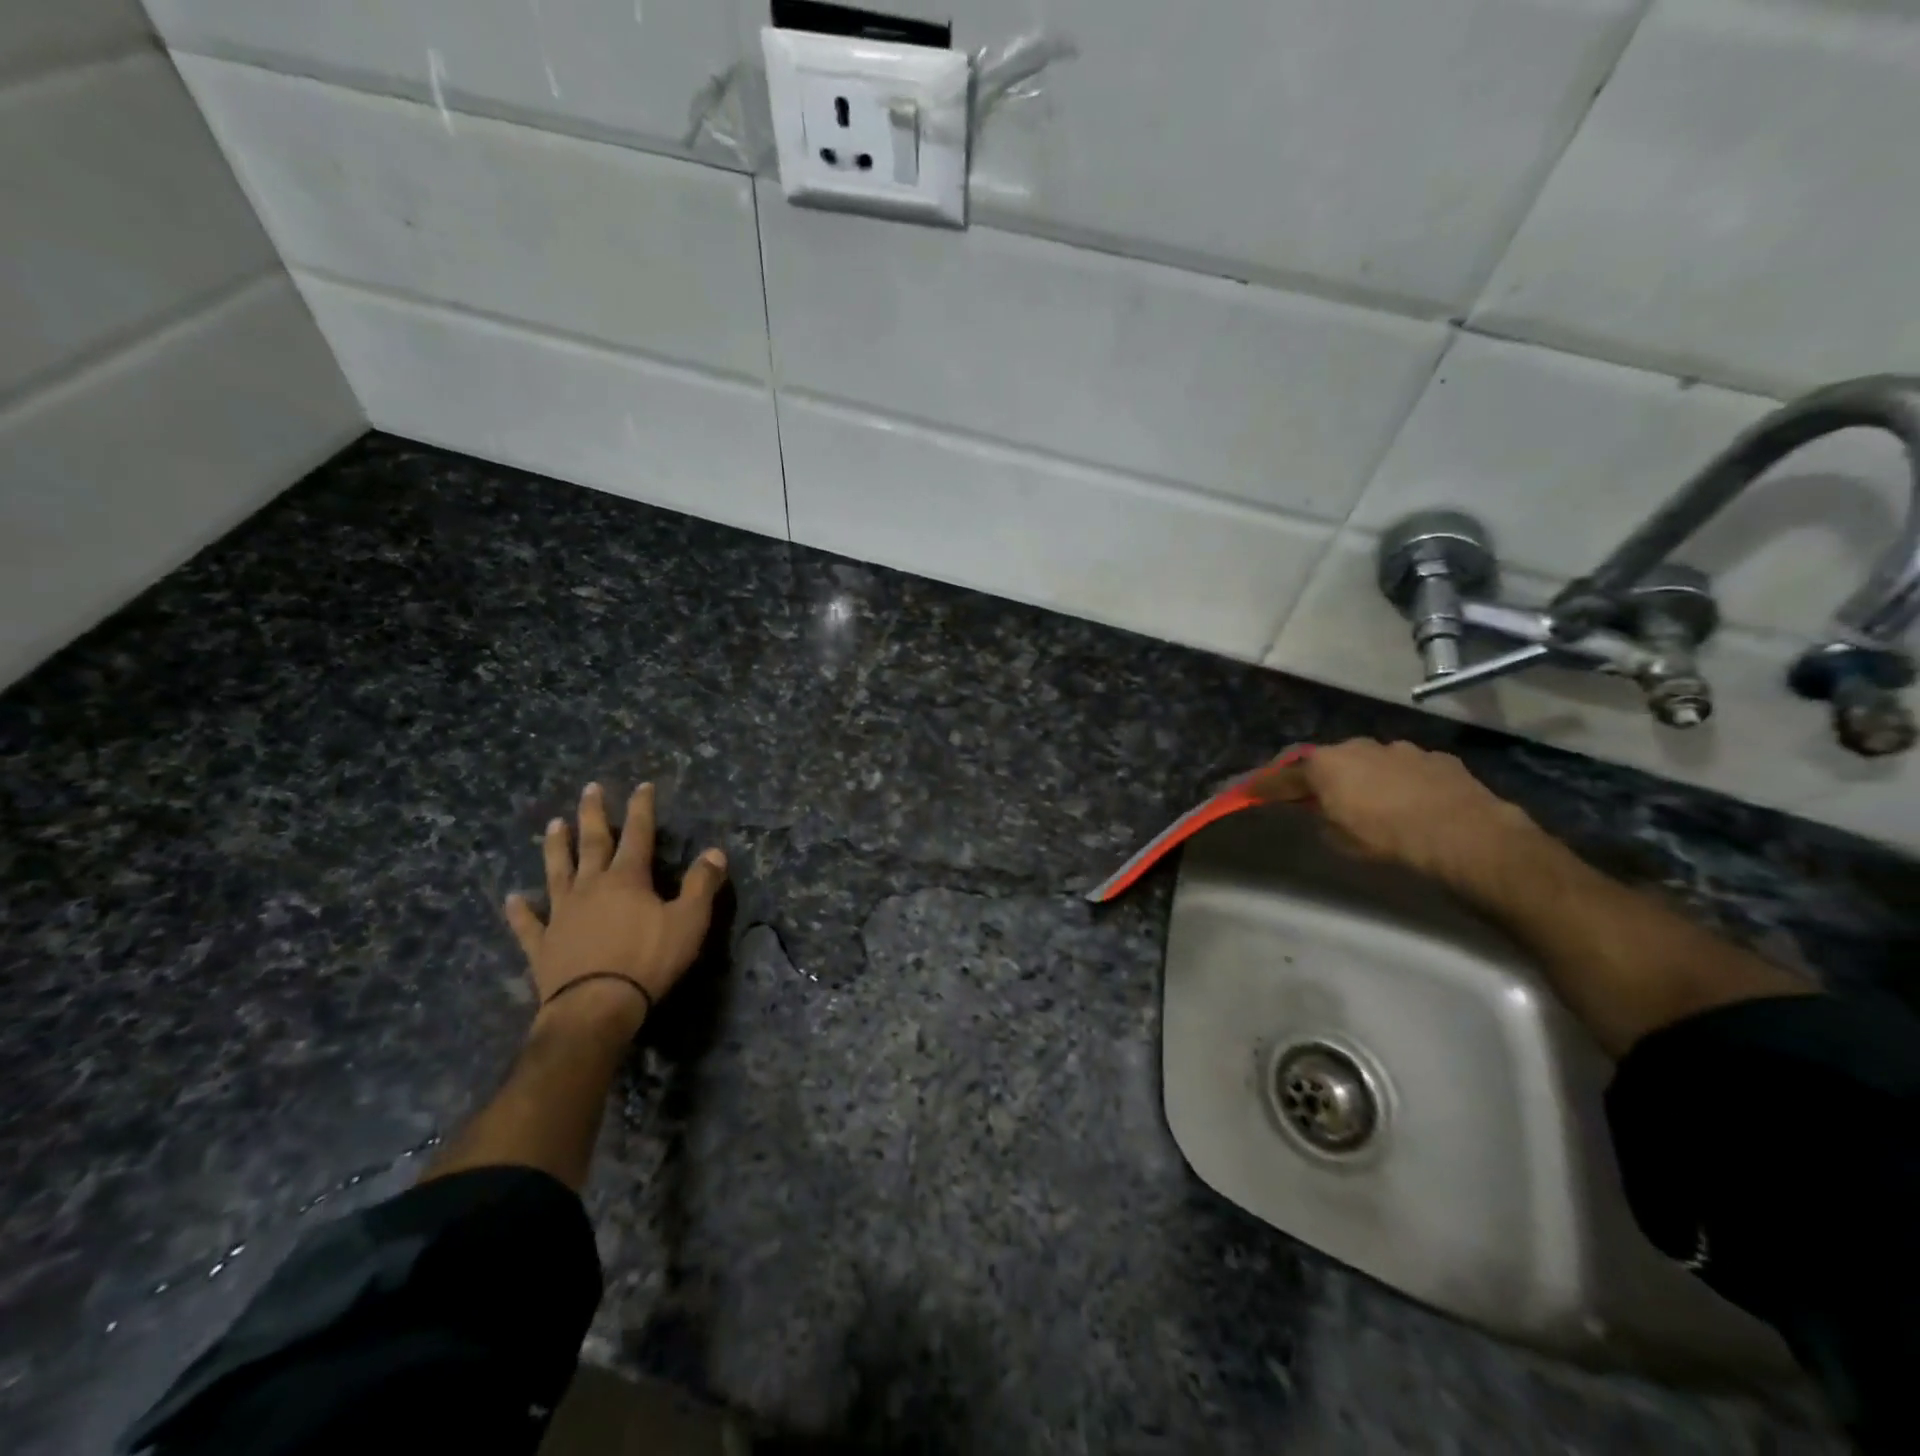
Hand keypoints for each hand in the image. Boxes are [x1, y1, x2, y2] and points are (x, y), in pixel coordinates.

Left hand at [505, 782, 727, 1036]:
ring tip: (553, 824)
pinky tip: (513, 899)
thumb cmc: (648, 960)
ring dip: (555, 848)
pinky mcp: (543, 944)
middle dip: (593, 815)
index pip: (638, 834)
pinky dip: (521, 911)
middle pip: (592, 844)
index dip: (641, 808)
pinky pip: (528, 923)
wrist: (596, 1007)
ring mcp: (562, 914)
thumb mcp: (689, 921)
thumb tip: (715, 852)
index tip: (642, 786)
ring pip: (557, 872)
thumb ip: (701, 884)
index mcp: (627, 879)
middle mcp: (591, 887)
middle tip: (589, 789)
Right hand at [1257, 739, 1541, 890]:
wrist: (1465, 835)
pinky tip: (1412, 801)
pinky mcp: (1436, 757)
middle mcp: (1357, 747)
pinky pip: (1406, 768)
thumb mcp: (1340, 840)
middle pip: (1328, 762)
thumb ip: (1323, 818)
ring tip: (1373, 801)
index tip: (1247, 791)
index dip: (1264, 786)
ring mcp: (1400, 748)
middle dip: (1321, 777)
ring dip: (1364, 777)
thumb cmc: (1389, 840)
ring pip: (1370, 761)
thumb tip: (1323, 811)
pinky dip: (1400, 781)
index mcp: (1325, 766)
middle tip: (1319, 798)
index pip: (1283, 776)